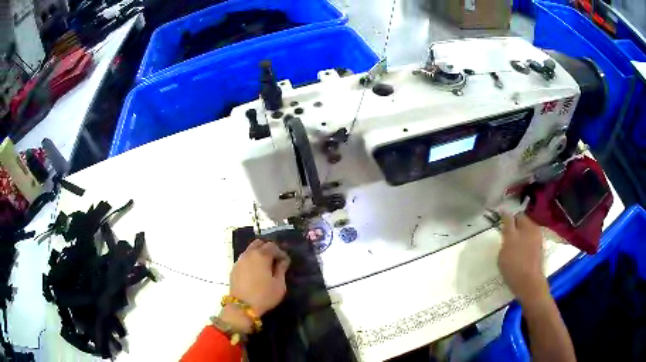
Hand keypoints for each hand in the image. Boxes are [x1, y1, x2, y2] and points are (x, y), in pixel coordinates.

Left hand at [220, 240, 290, 332]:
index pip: (273, 246)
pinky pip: (244, 258)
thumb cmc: (264, 295)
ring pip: (250, 250)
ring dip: (258, 254)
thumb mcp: (279, 285)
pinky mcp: (234, 268)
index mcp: (261, 255)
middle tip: (275, 260)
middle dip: (268, 249)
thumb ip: (281, 269)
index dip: (281, 253)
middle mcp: (249, 254)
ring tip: (265, 266)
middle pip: (259, 243)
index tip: (285, 262)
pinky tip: (255, 272)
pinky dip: (251, 260)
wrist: (241, 306)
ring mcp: (240, 260)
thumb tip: (283, 261)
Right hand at [498, 213, 549, 305]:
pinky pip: (530, 238)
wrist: (529, 283)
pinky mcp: (539, 248)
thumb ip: (506, 234)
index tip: (500, 214)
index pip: (511, 217)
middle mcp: (531, 229)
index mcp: (523, 227)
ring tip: (514, 240)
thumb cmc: (514, 267)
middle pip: (521, 220)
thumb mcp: (504, 251)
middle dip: (514, 222)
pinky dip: (525, 239)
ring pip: (527, 229)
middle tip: (507, 229)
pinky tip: (520, 249)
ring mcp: (537, 239)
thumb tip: (507, 227)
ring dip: (521, 231)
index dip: (504, 215)